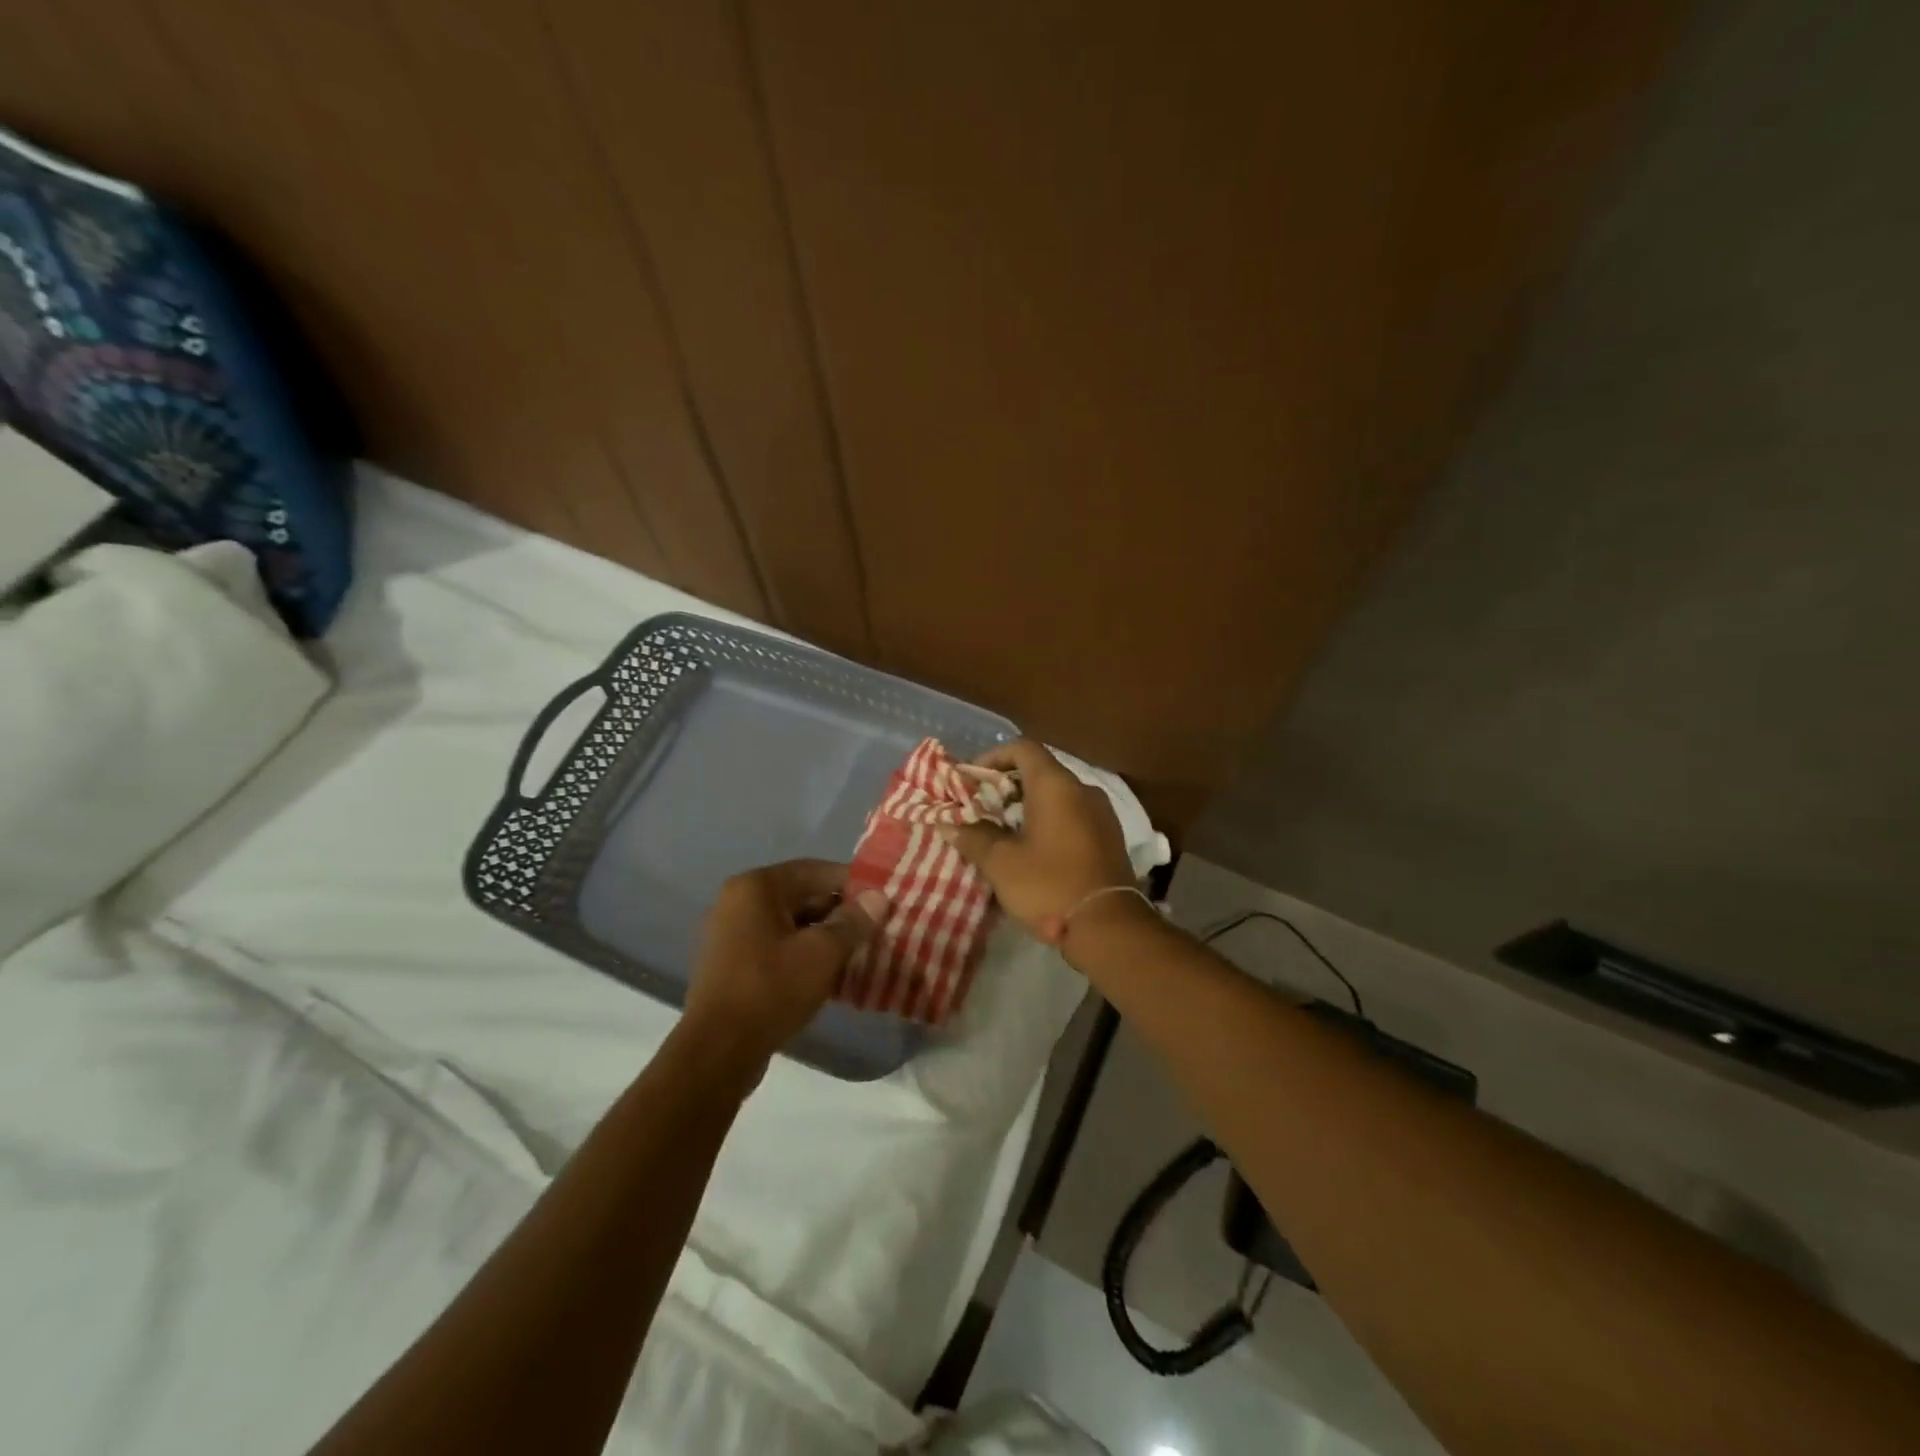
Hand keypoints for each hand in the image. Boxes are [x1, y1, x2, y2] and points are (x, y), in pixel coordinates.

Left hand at [683, 860, 888, 1070]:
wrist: (717, 1052)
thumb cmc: (772, 990)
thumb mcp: (822, 953)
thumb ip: (853, 921)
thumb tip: (878, 897)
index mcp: (757, 887)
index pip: (815, 870)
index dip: (853, 883)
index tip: (883, 900)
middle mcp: (738, 901)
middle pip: (801, 895)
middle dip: (839, 911)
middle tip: (875, 927)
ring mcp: (730, 934)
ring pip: (790, 924)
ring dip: (823, 935)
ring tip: (858, 951)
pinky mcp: (731, 964)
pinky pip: (775, 946)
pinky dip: (802, 953)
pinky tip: (829, 973)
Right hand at [939, 738, 1136, 943]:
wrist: (1108, 928)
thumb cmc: (1049, 886)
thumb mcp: (1001, 863)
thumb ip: (972, 837)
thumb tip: (947, 824)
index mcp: (1055, 785)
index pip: (1022, 748)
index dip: (992, 758)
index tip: (971, 780)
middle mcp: (1082, 789)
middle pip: (1040, 770)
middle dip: (1006, 785)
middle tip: (980, 809)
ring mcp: (1101, 813)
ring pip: (1057, 795)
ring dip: (1027, 805)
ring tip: (1001, 831)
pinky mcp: (1109, 837)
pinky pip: (1072, 815)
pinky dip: (1049, 820)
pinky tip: (1032, 849)